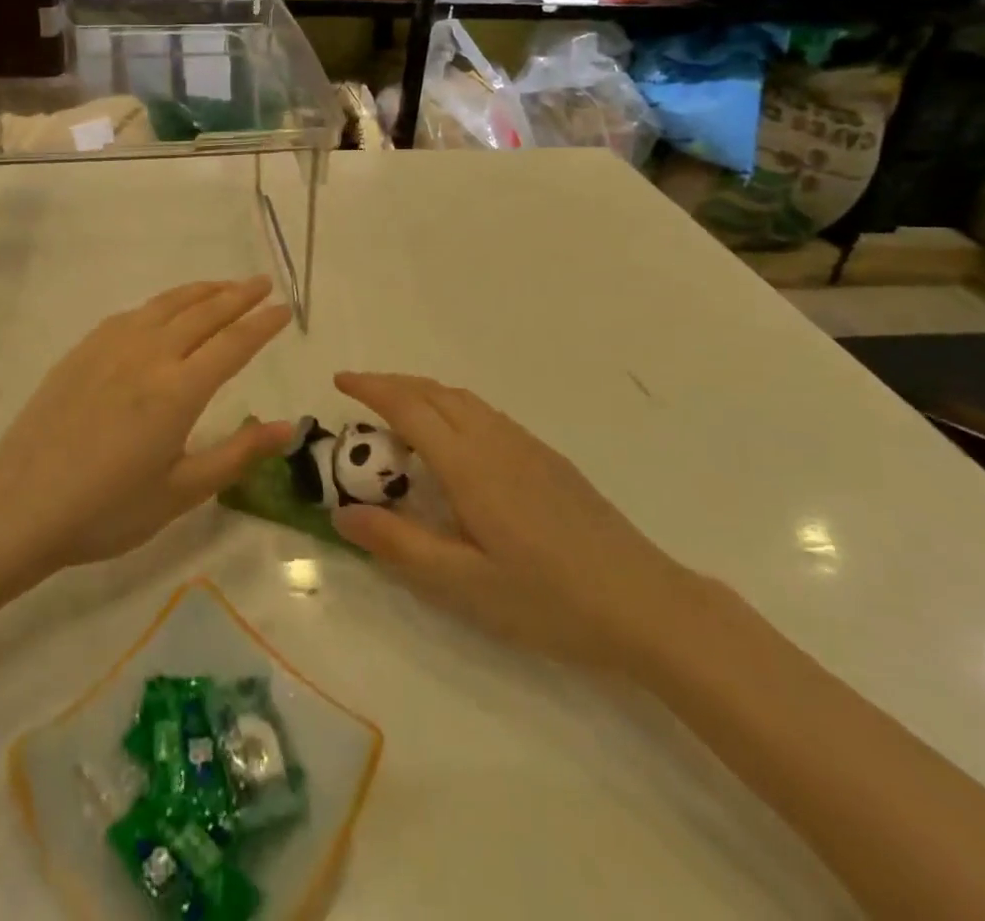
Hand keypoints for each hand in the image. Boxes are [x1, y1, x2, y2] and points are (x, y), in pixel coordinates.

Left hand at [0, 279, 293, 576]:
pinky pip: (134, 313)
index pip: (234, 343)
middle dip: (239, 295)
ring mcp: (112, 346)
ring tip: (224, 286)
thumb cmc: (106, 509)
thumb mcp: (181, 492)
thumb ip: (237, 454)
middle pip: (204, 312)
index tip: (286, 309)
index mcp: (179, 390)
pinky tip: (164, 311)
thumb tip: (286, 428)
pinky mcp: (84, 350)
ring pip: (167, 304)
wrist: (18, 505)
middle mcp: (150, 355)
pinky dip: (162, 303)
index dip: (263, 324)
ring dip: (202, 291)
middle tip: (263, 283)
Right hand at [330, 373, 701, 671]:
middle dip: (392, 383)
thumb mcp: (463, 585)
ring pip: (463, 399)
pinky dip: (452, 406)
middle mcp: (495, 440)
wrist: (645, 603)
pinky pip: (486, 413)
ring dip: (423, 392)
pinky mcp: (548, 458)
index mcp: (470, 465)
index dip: (371, 388)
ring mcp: (526, 445)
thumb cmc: (547, 599)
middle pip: (435, 392)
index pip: (409, 407)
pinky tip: (453, 439)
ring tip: (398, 410)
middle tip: (359, 392)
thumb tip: (342, 514)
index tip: (339, 380)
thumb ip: (399, 545)